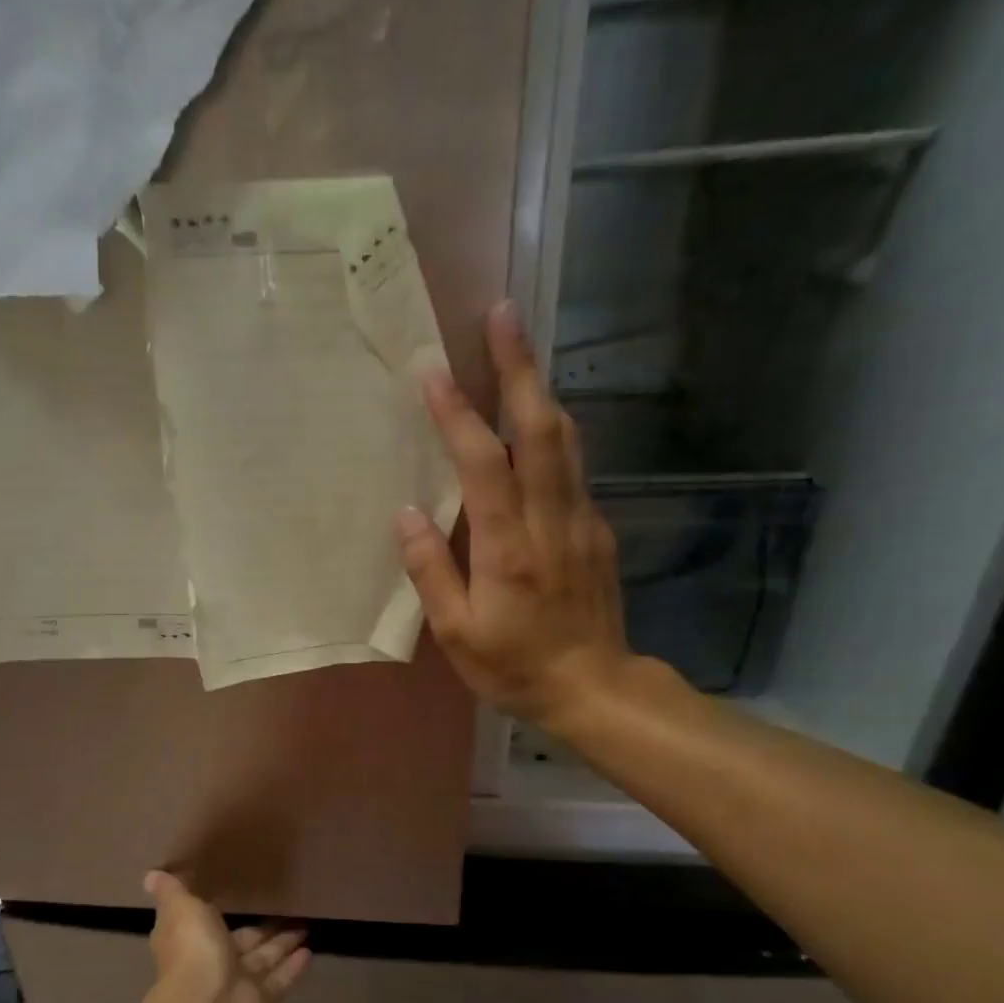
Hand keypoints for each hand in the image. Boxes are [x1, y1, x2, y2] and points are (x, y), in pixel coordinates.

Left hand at [144, 871, 308, 1002]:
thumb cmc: (193, 951)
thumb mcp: (180, 908)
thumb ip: (172, 891)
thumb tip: (151, 875)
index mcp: (191, 940)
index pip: (205, 923)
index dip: (217, 912)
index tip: (236, 895)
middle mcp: (214, 963)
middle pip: (243, 942)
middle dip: (262, 929)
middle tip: (287, 911)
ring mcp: (239, 985)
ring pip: (265, 959)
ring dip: (283, 944)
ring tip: (305, 926)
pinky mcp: (263, 1002)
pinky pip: (280, 980)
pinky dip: (293, 967)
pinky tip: (310, 951)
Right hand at [397, 301, 657, 736]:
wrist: (594, 688)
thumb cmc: (514, 666)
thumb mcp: (456, 634)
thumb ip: (431, 571)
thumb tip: (407, 513)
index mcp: (508, 547)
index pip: (483, 463)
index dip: (458, 413)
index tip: (433, 368)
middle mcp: (551, 520)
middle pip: (540, 428)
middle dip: (519, 367)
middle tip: (501, 314)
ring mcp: (581, 519)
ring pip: (565, 439)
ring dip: (539, 387)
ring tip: (516, 348)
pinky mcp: (596, 528)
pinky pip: (573, 466)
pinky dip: (550, 430)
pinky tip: (533, 419)